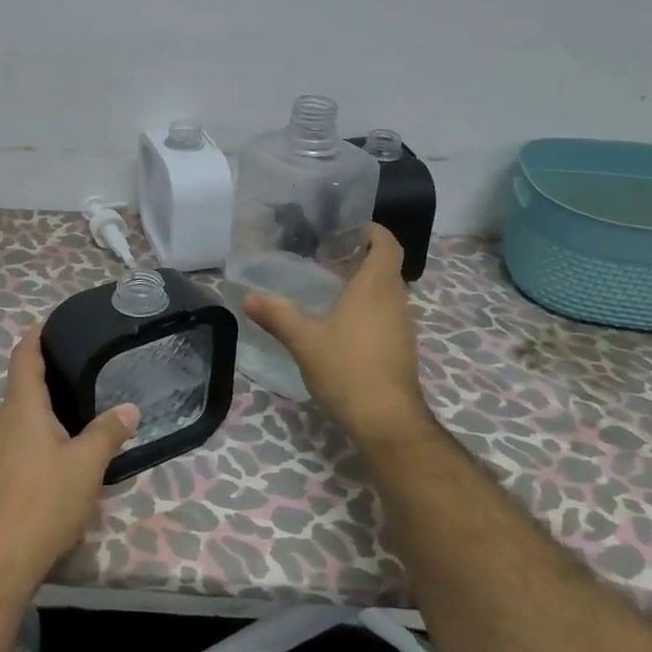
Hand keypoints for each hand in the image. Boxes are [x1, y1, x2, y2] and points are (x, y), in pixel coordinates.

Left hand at [0, 326, 140, 591]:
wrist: (1, 558)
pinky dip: (45, 422)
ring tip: (83, 391)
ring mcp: (2, 448)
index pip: (24, 357)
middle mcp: (6, 421)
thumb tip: (130, 408)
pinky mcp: (4, 471)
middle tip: (84, 355)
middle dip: (48, 364)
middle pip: (23, 381)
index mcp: (22, 407)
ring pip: (25, 409)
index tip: (54, 321)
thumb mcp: (87, 464)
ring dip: (48, 397)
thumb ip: (108, 432)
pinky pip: (25, 432)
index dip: (36, 335)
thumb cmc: (44, 500)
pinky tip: (69, 436)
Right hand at [243, 224, 429, 441]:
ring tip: (330, 291)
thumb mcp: (304, 340)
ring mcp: (402, 327)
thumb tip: (249, 297)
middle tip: (328, 260)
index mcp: (375, 287)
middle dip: (361, 259)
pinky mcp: (401, 349)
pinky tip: (341, 327)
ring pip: (387, 293)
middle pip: (386, 268)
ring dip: (364, 286)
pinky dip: (368, 310)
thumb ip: (277, 315)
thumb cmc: (347, 369)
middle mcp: (395, 301)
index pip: (387, 245)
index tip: (349, 231)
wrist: (387, 420)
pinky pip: (387, 316)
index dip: (373, 232)